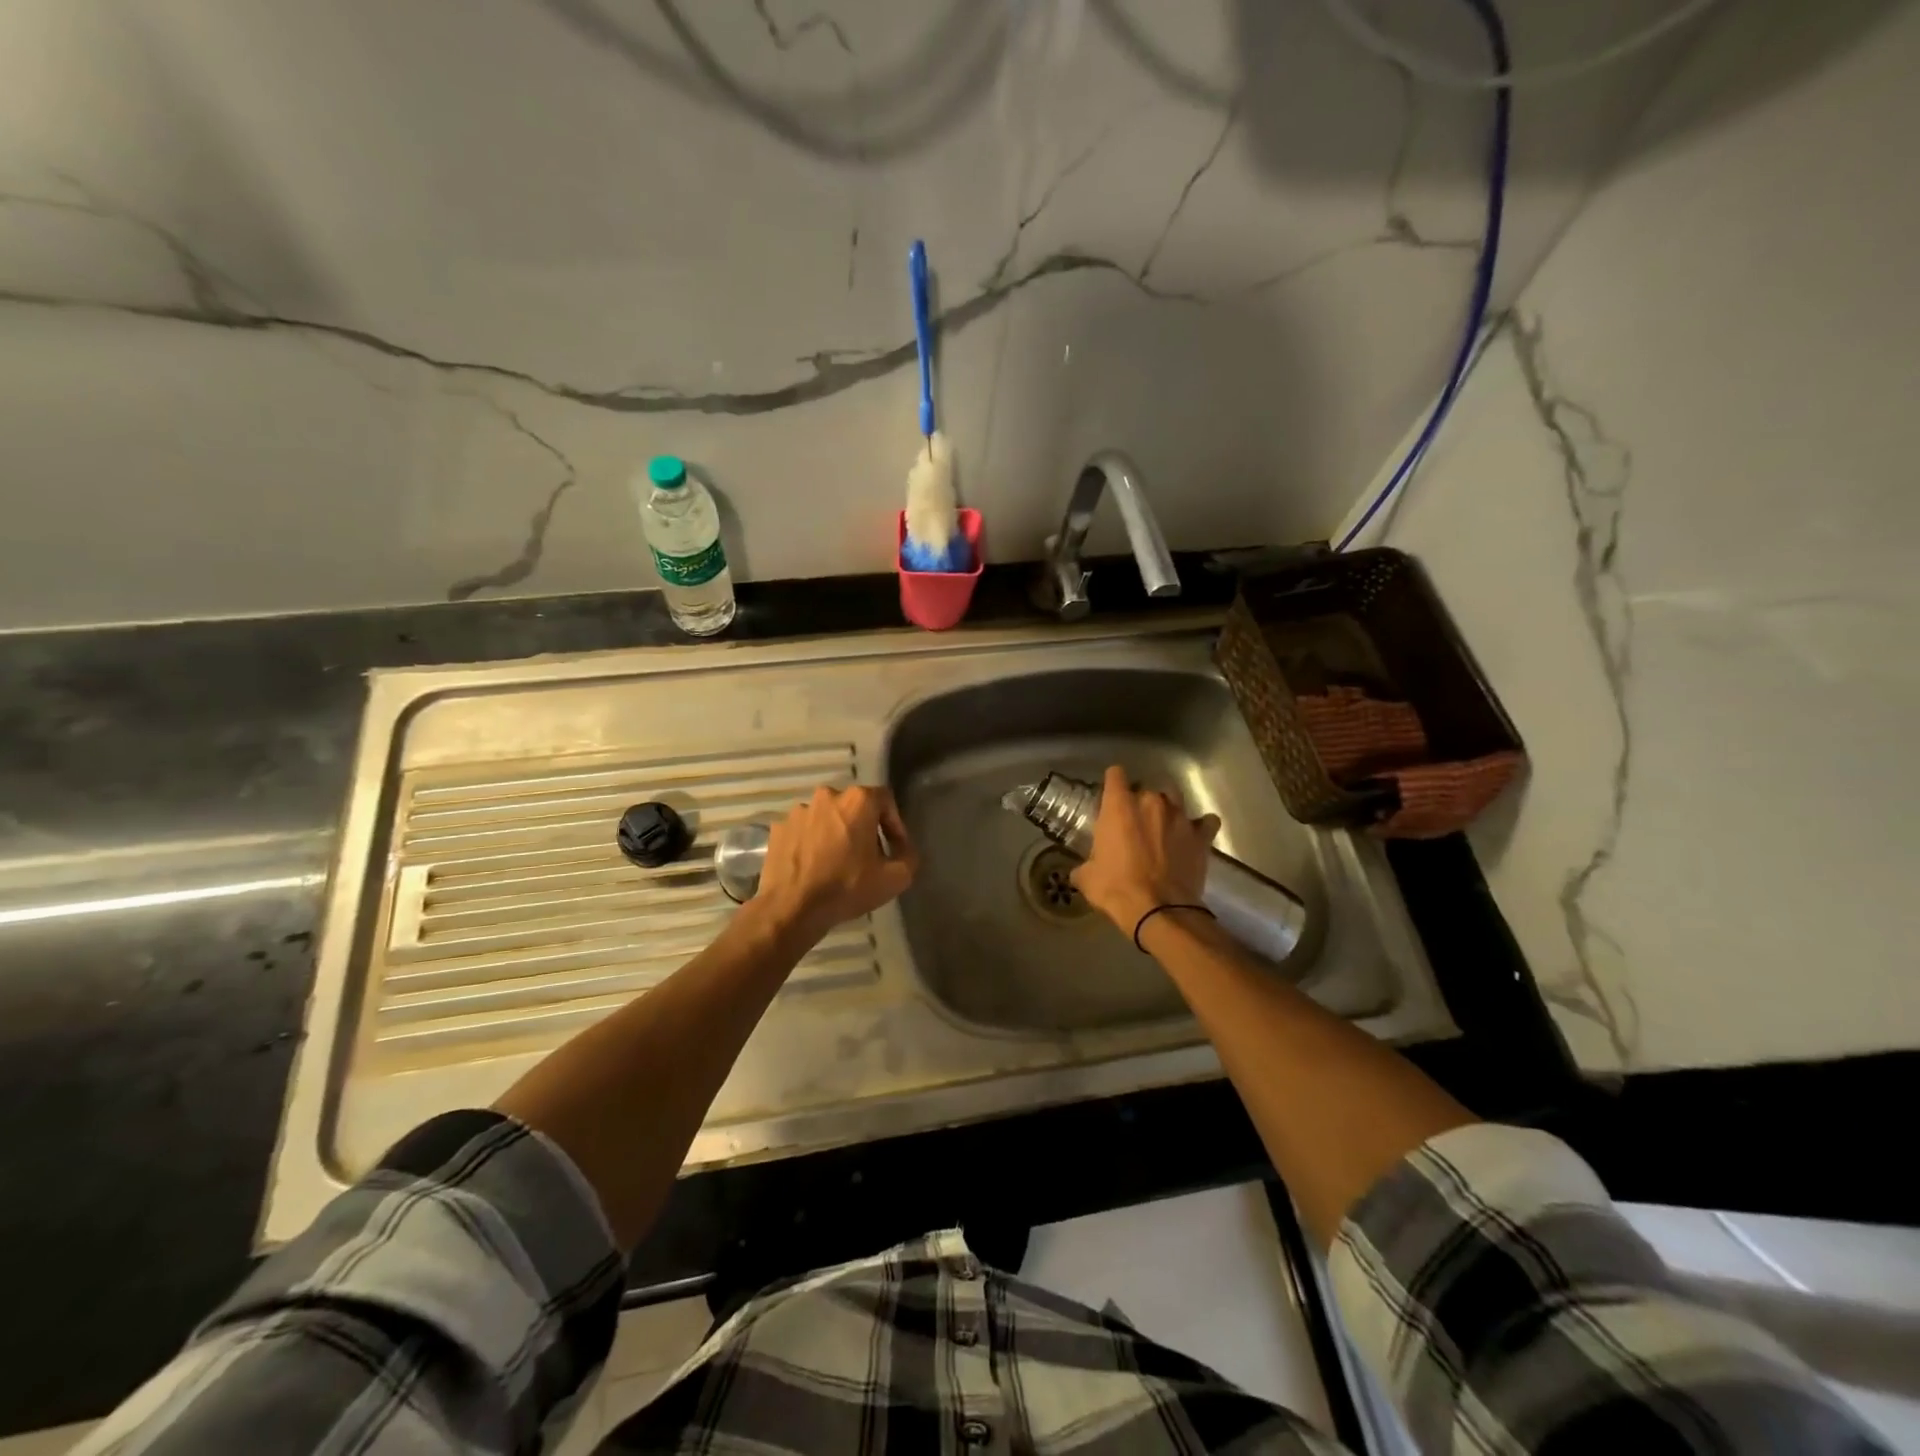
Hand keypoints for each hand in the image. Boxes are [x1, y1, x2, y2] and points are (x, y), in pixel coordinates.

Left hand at [755, 784, 919, 936]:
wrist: (791, 909)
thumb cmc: (847, 887)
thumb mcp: (895, 878)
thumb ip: (909, 856)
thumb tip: (904, 849)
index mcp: (857, 800)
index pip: (885, 799)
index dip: (894, 823)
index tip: (895, 847)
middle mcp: (827, 796)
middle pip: (854, 807)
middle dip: (864, 827)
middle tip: (868, 856)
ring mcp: (799, 811)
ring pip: (827, 818)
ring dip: (836, 834)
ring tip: (838, 862)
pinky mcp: (779, 828)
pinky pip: (804, 831)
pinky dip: (812, 843)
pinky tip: (814, 866)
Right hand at [1071, 765, 1219, 932]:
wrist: (1159, 911)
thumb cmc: (1116, 888)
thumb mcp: (1087, 878)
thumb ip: (1084, 865)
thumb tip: (1080, 871)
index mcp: (1119, 806)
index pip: (1115, 774)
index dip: (1113, 783)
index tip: (1111, 797)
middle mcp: (1151, 802)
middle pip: (1146, 787)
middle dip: (1140, 802)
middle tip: (1135, 823)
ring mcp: (1180, 816)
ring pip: (1175, 797)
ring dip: (1168, 807)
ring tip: (1163, 825)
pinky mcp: (1201, 836)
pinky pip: (1206, 822)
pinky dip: (1200, 826)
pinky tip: (1194, 835)